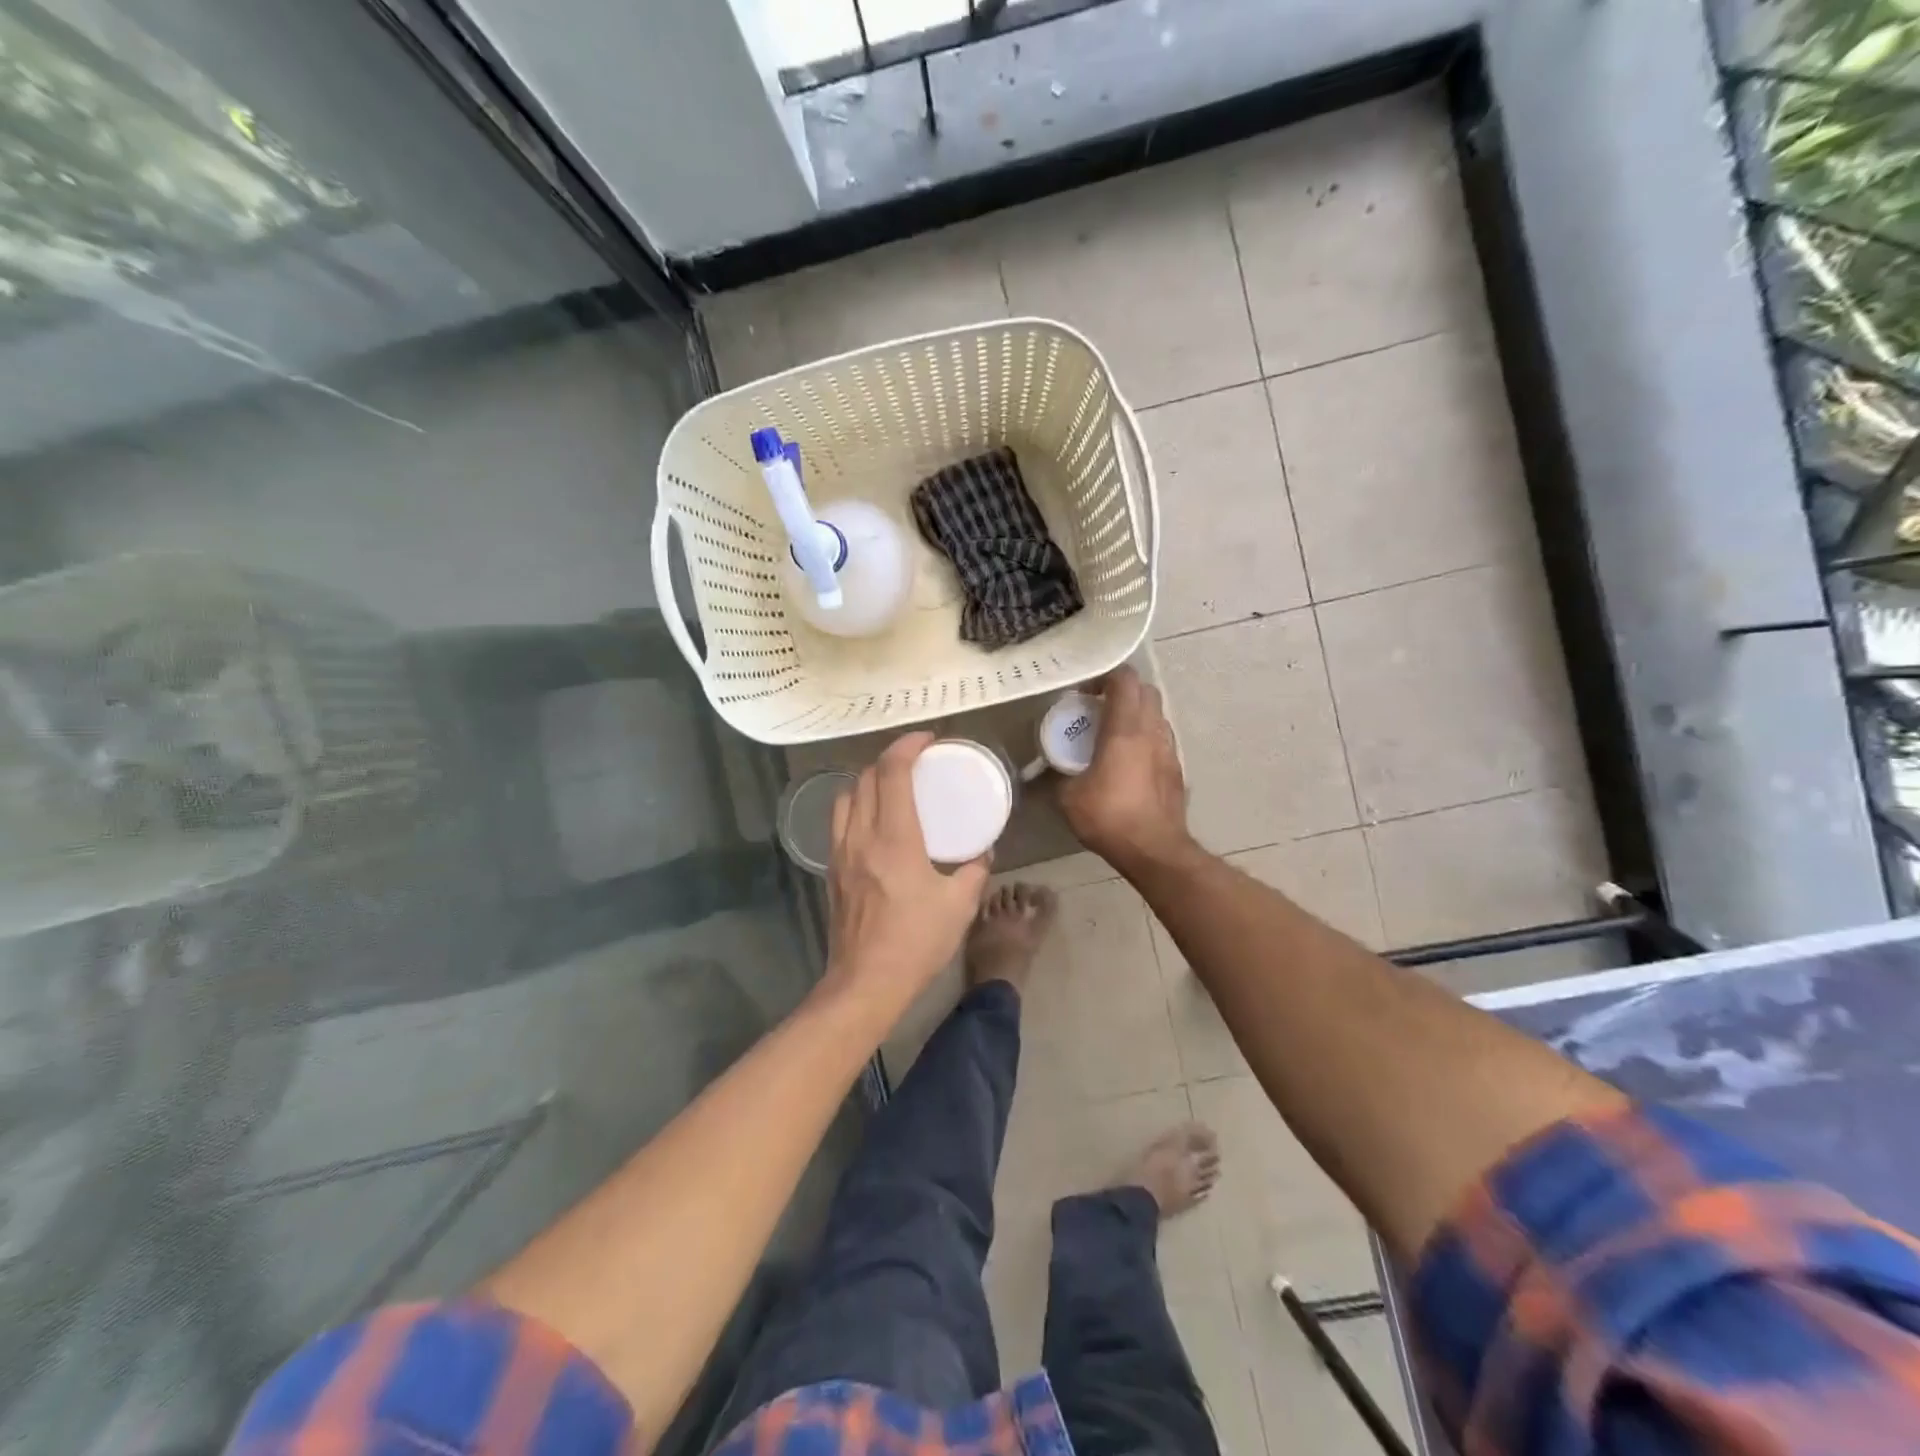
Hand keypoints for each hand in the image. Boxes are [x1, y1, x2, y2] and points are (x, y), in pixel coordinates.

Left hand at [822, 732, 991, 1013]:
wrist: (865, 983)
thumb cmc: (915, 943)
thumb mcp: (959, 906)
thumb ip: (975, 871)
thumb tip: (984, 852)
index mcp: (894, 839)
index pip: (892, 773)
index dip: (907, 746)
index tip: (927, 739)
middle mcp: (861, 837)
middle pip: (865, 778)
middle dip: (889, 759)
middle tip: (915, 760)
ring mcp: (840, 853)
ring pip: (846, 797)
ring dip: (868, 780)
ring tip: (892, 786)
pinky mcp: (832, 871)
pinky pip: (840, 822)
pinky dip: (857, 806)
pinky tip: (875, 822)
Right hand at [1059, 666, 1192, 872]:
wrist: (1154, 850)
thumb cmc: (1110, 817)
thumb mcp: (1069, 797)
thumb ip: (1059, 775)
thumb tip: (1050, 769)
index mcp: (1125, 729)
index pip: (1125, 680)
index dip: (1105, 677)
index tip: (1084, 693)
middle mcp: (1152, 731)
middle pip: (1146, 691)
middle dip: (1123, 692)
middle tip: (1098, 709)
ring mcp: (1170, 749)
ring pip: (1157, 715)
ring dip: (1136, 715)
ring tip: (1113, 735)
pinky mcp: (1177, 769)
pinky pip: (1162, 740)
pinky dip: (1146, 739)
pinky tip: (1130, 762)